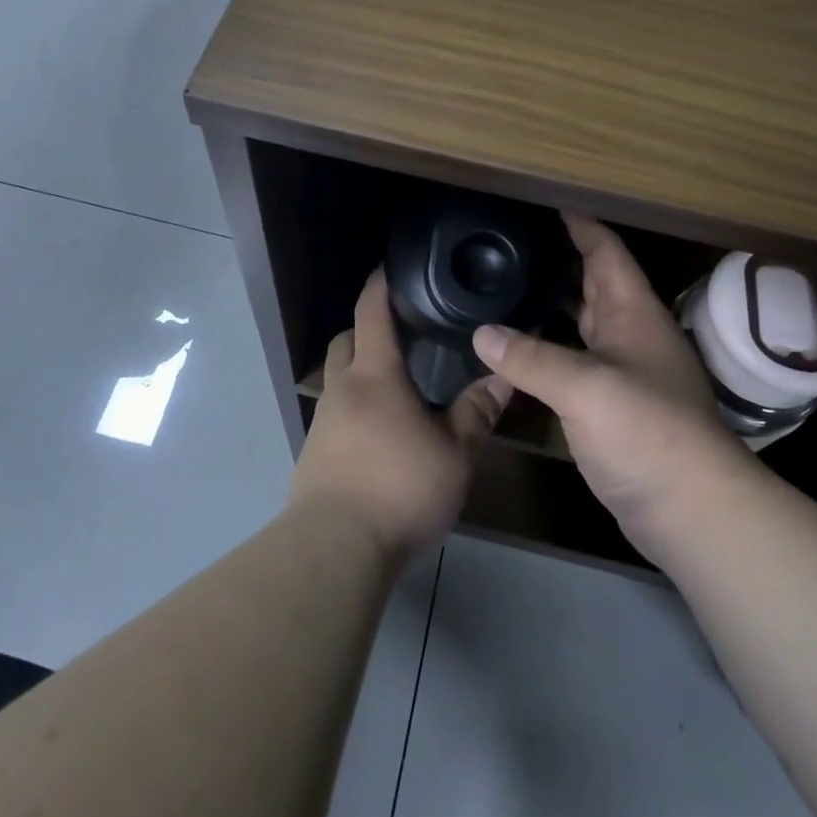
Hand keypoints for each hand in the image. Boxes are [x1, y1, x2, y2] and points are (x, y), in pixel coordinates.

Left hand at [288, 269, 510, 561]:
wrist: (335, 549)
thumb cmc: (399, 487)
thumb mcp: (454, 453)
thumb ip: (477, 413)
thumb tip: (503, 378)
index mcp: (374, 375)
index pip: (371, 312)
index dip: (379, 285)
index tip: (389, 267)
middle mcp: (342, 389)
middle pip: (345, 340)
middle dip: (366, 328)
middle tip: (400, 333)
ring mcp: (322, 422)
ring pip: (337, 378)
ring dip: (358, 371)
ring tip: (395, 386)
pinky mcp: (313, 455)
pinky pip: (334, 414)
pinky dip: (353, 408)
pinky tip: (378, 433)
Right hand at [473, 215, 744, 563]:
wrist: (691, 510)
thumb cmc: (647, 432)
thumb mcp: (586, 387)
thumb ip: (531, 358)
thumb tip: (481, 333)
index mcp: (633, 313)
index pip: (606, 252)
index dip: (580, 225)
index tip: (545, 203)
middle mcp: (629, 335)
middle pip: (592, 283)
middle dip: (558, 260)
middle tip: (510, 243)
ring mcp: (621, 372)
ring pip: (580, 324)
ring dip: (549, 305)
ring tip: (504, 286)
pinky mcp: (609, 407)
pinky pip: (572, 362)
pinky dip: (545, 349)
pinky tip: (514, 349)